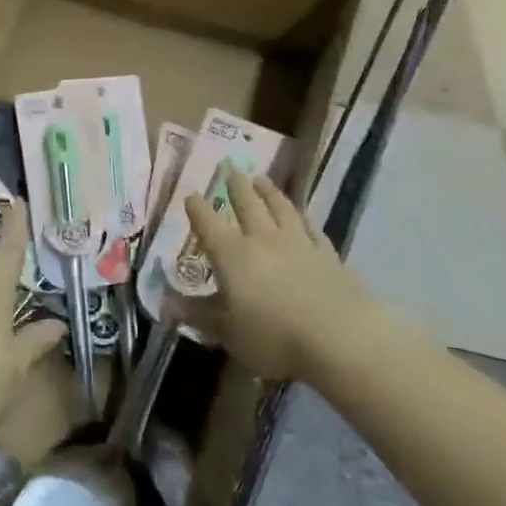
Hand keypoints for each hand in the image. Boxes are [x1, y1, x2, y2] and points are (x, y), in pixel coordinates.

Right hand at [170, 167, 356, 383]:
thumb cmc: (273, 338)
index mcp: (232, 255)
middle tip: (229, 166)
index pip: (208, 225)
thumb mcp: (228, 333)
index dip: (197, 209)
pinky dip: (304, 218)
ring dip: (269, 192)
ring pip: (281, 209)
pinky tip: (302, 215)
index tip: (190, 195)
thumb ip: (199, 314)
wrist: (339, 339)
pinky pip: (312, 229)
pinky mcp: (328, 255)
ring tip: (261, 178)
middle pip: (247, 205)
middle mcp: (263, 240)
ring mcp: (299, 244)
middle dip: (235, 185)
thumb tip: (166, 303)